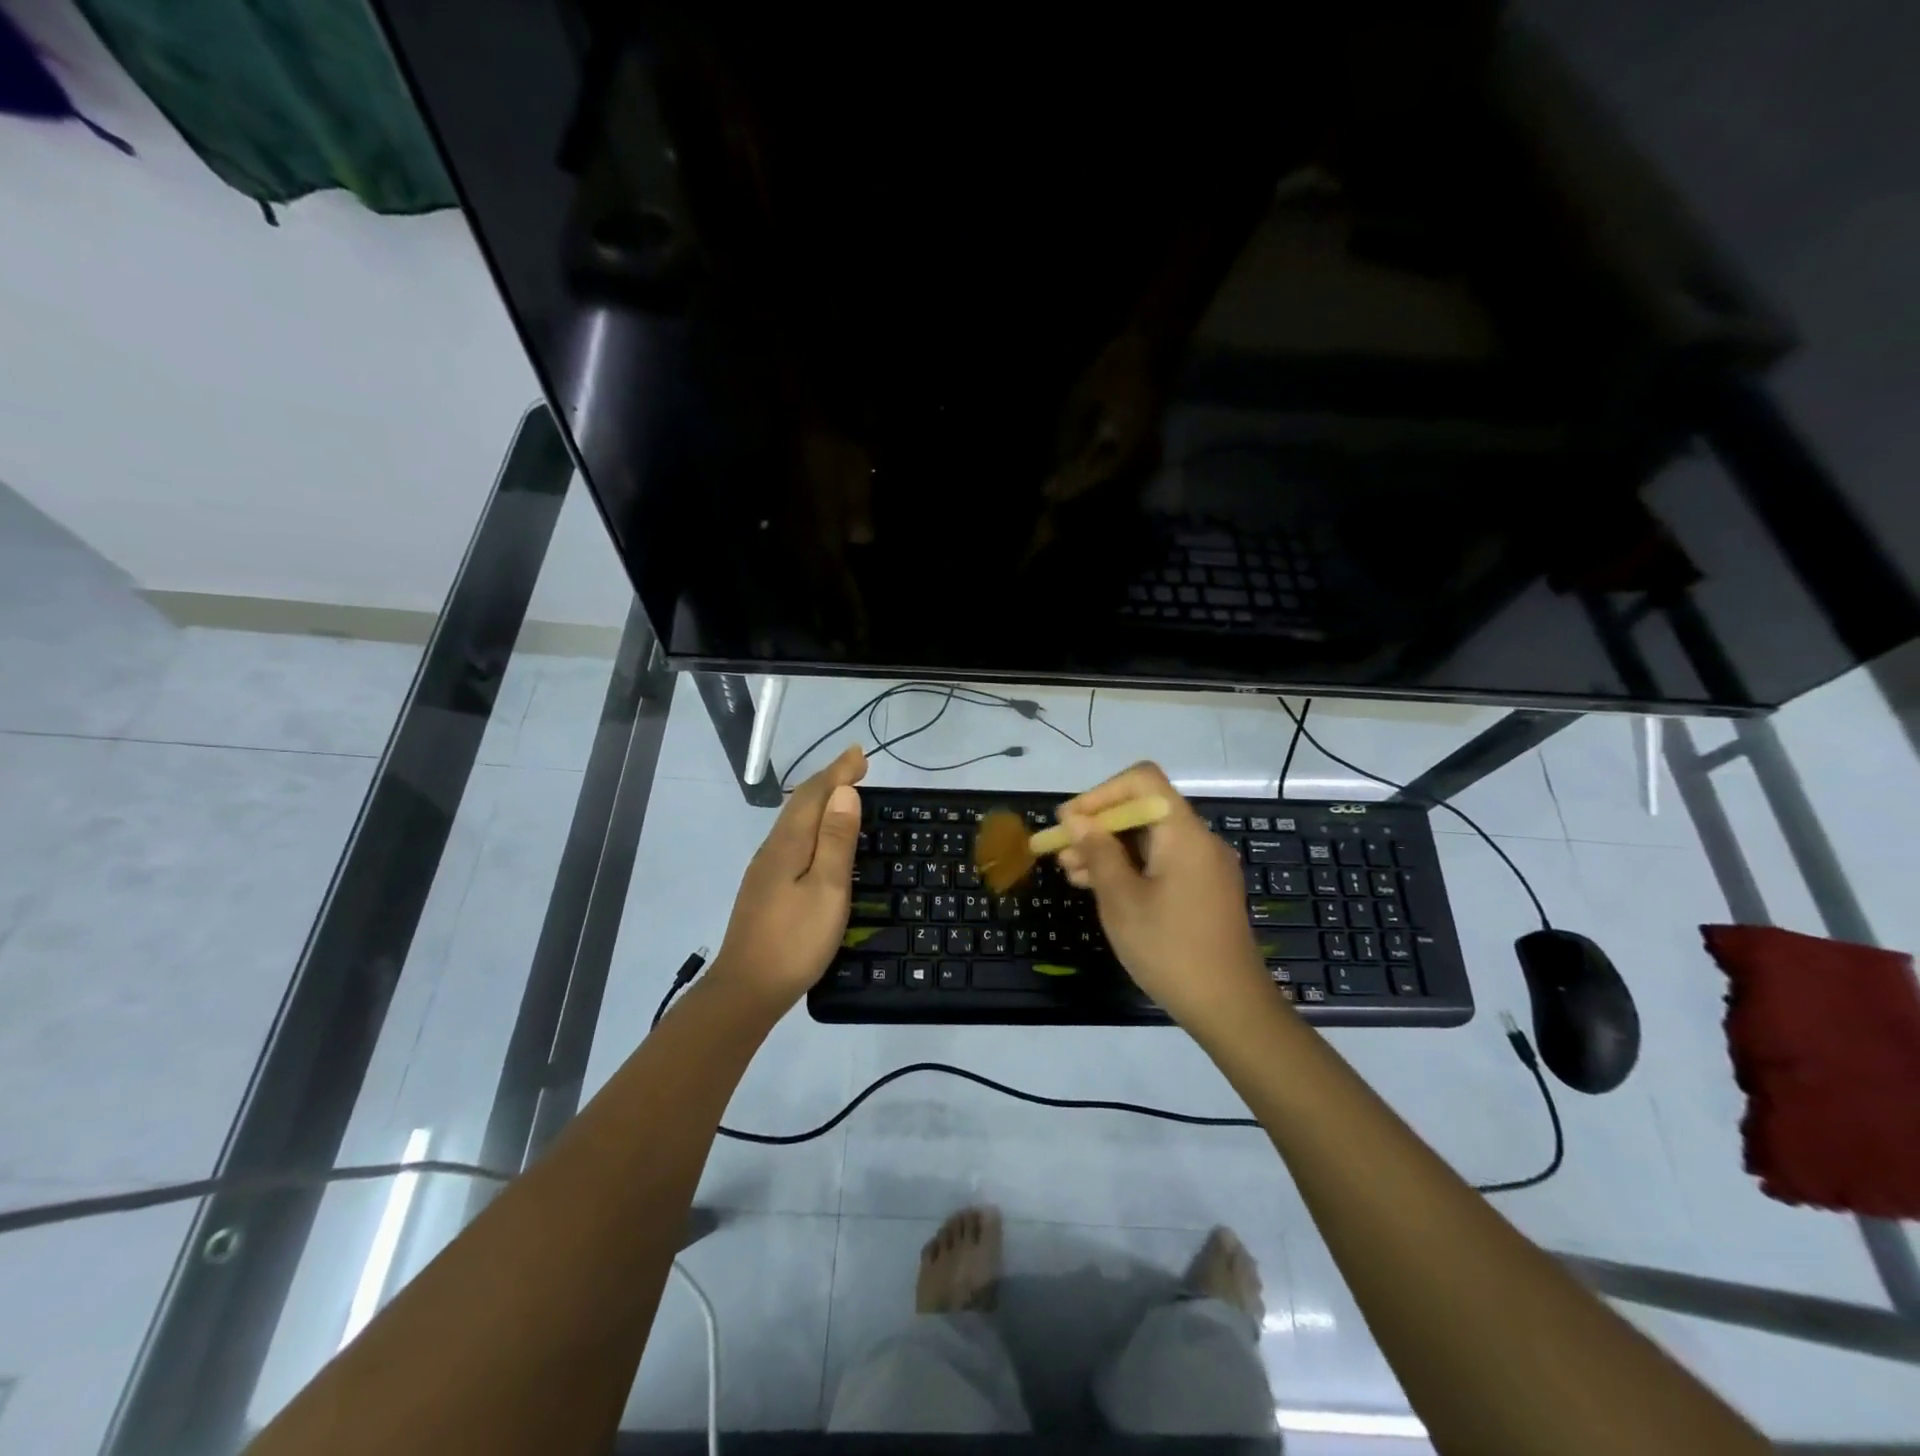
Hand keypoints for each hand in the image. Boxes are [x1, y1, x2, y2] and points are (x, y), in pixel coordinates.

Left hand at [709, 745, 866, 1015]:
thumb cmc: (795, 940)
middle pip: (802, 803)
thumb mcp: (827, 889)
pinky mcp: (765, 887)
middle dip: (829, 780)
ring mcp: (765, 868)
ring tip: (842, 793)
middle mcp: (773, 848)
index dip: (839, 771)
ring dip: (819, 801)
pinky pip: (792, 838)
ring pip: (794, 821)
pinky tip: (818, 838)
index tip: (861, 753)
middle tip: (856, 766)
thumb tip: (844, 792)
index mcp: (789, 843)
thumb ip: (836, 840)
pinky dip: (811, 824)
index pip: (816, 794)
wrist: (746, 989)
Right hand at [1055, 762, 1277, 1032]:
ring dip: (1109, 848)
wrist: (1230, 1007)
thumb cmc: (1170, 949)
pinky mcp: (1204, 889)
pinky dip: (1130, 867)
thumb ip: (1097, 852)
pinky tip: (1100, 889)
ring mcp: (1204, 865)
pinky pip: (1161, 861)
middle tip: (1060, 852)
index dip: (1100, 793)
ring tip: (1071, 874)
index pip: (1141, 780)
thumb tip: (1075, 819)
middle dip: (1098, 825)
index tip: (1069, 822)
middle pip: (1143, 809)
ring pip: (1149, 838)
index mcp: (1183, 833)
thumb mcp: (1121, 900)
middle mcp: (1198, 839)